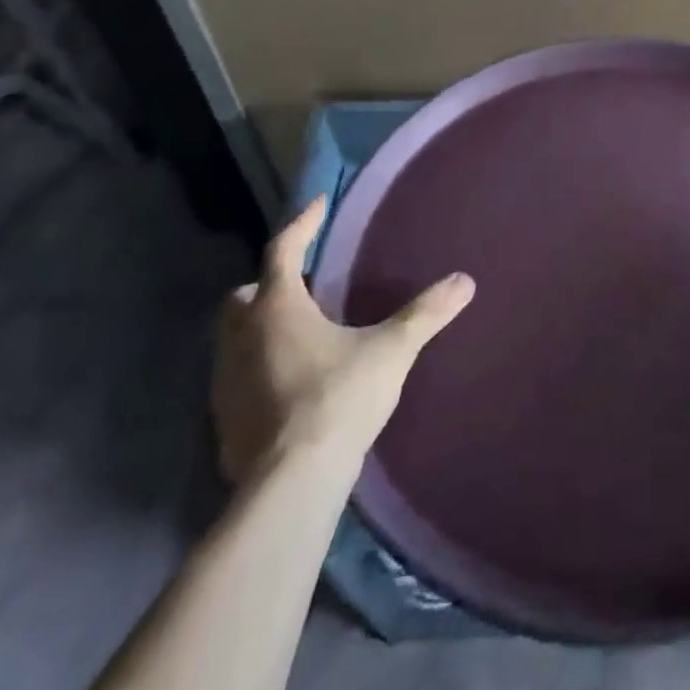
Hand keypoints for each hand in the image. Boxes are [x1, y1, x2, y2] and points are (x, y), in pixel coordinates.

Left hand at [212, 197, 474, 482]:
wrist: (290, 486)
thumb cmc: (338, 398)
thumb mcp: (391, 350)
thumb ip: (426, 314)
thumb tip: (465, 281)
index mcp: (277, 308)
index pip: (283, 250)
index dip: (302, 224)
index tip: (318, 204)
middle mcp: (242, 338)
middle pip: (242, 297)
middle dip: (266, 284)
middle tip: (302, 284)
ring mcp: (225, 383)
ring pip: (233, 339)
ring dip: (259, 329)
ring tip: (300, 333)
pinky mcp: (223, 422)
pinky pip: (236, 380)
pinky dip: (257, 370)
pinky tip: (289, 384)